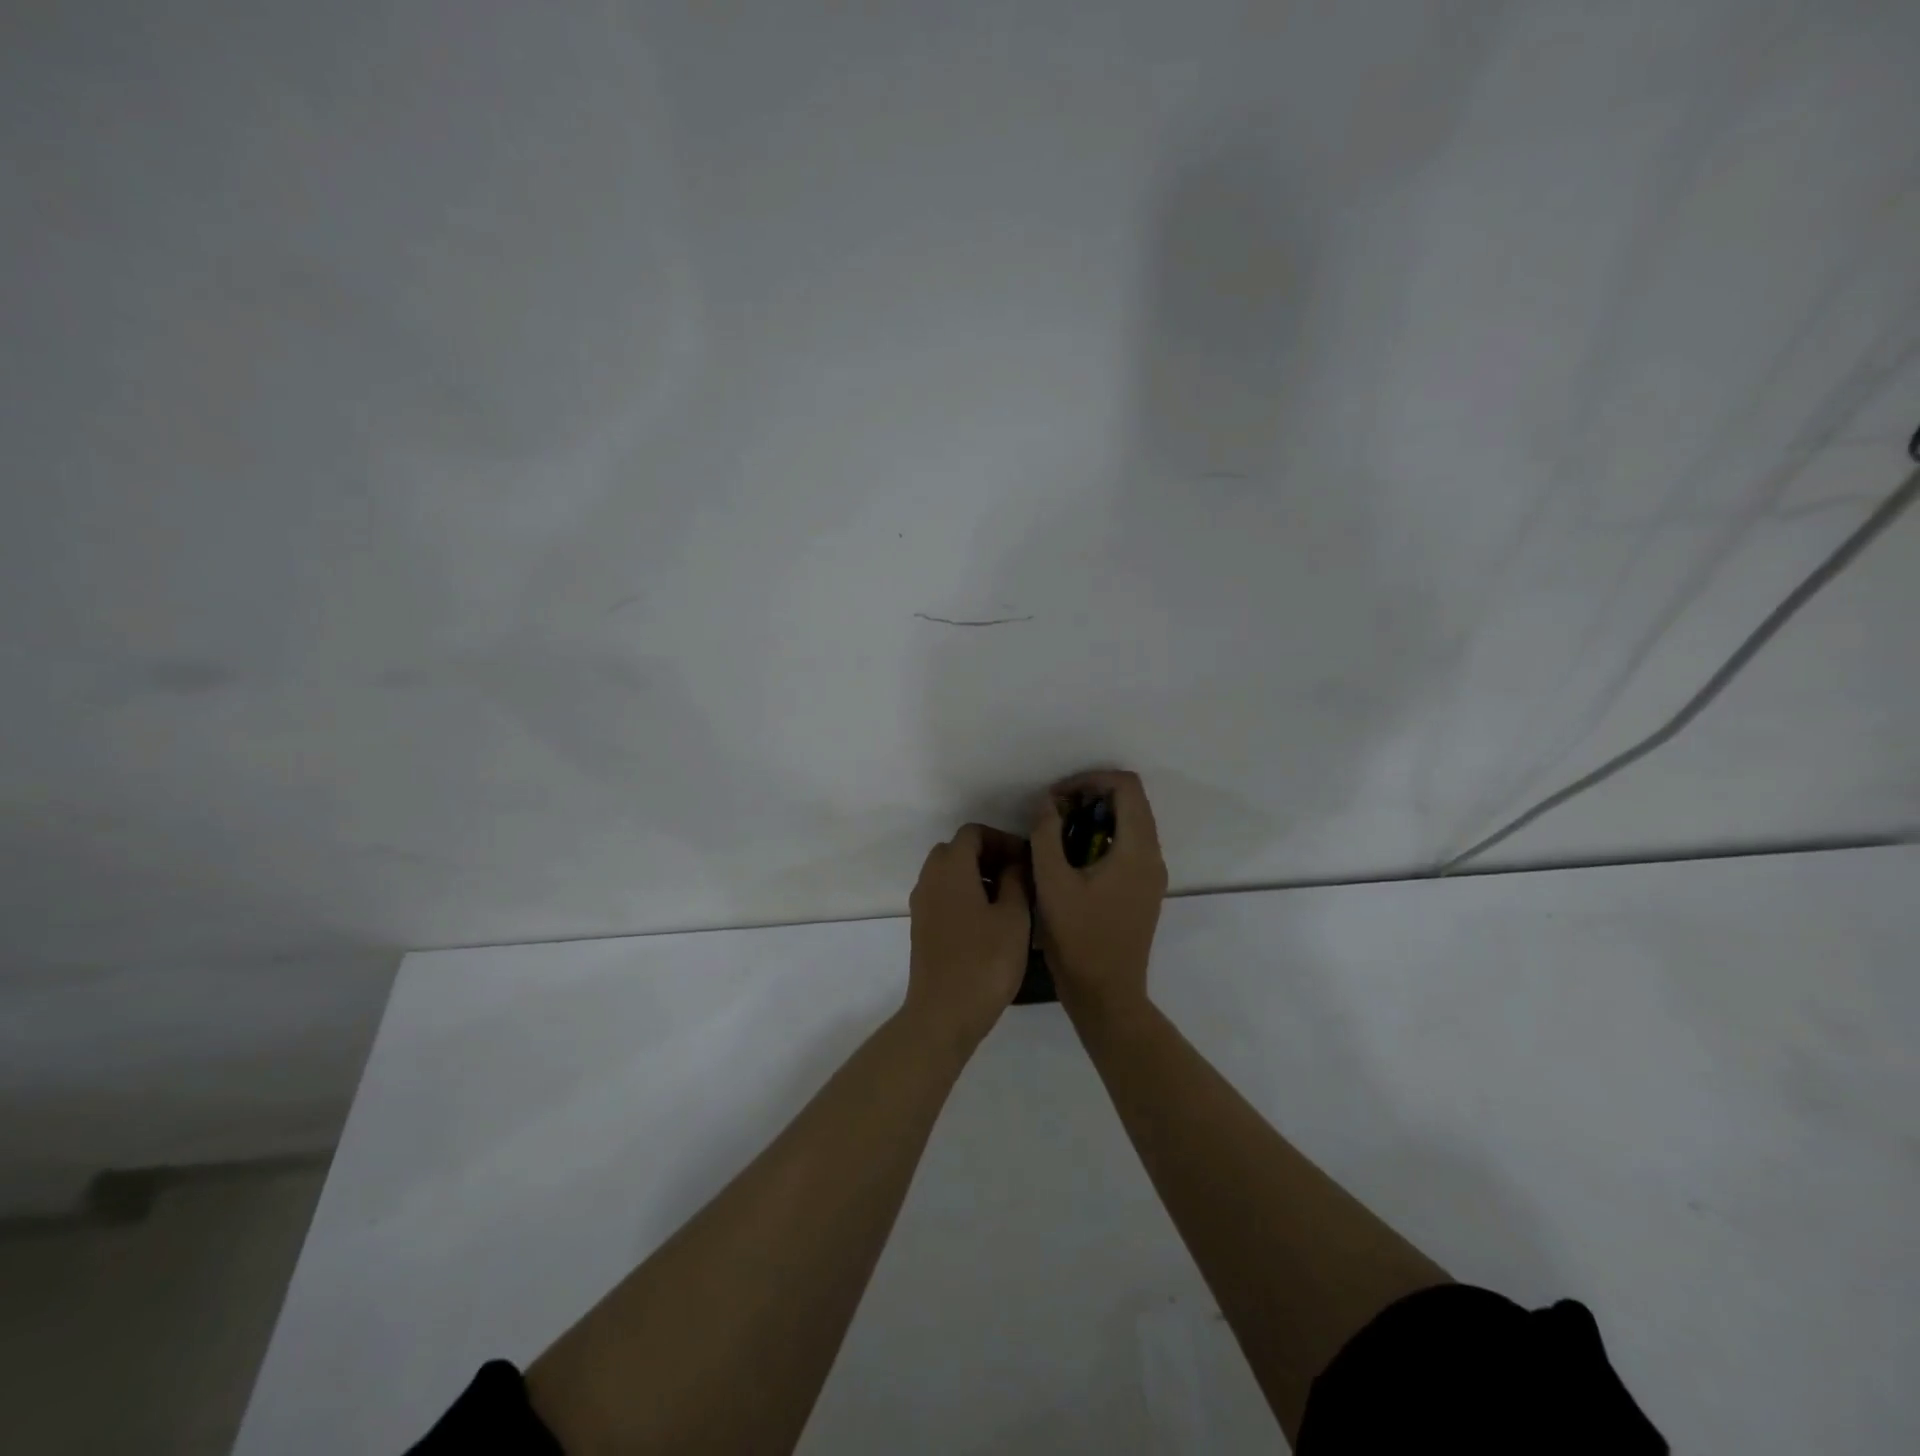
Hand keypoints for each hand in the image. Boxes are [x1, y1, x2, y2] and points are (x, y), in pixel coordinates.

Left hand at [905, 823, 1032, 1051]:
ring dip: (976, 876)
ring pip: (948, 873)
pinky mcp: (921, 928)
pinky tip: (989, 921)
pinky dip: (964, 895)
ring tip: (1009, 900)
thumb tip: (1015, 863)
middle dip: (988, 856)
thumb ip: (1016, 880)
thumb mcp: (1014, 917)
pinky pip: (943, 895)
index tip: (1026, 861)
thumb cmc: (985, 961)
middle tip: (1018, 876)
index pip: (973, 833)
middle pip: (957, 850)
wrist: (944, 1013)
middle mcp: (929, 878)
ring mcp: (921, 904)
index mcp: (950, 868)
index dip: (1002, 840)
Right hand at [1031, 770, 1167, 1017]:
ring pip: (1128, 824)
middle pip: (1130, 802)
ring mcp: (1150, 875)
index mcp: (1137, 850)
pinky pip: (1126, 847)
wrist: (1106, 994)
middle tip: (1053, 813)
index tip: (1058, 797)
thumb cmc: (1079, 938)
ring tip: (1056, 834)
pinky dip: (1100, 839)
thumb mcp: (1052, 882)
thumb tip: (1048, 803)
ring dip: (1094, 818)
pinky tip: (1070, 860)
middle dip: (1090, 797)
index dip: (1090, 780)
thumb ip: (1046, 834)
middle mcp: (1152, 857)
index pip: (1126, 787)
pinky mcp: (1142, 891)